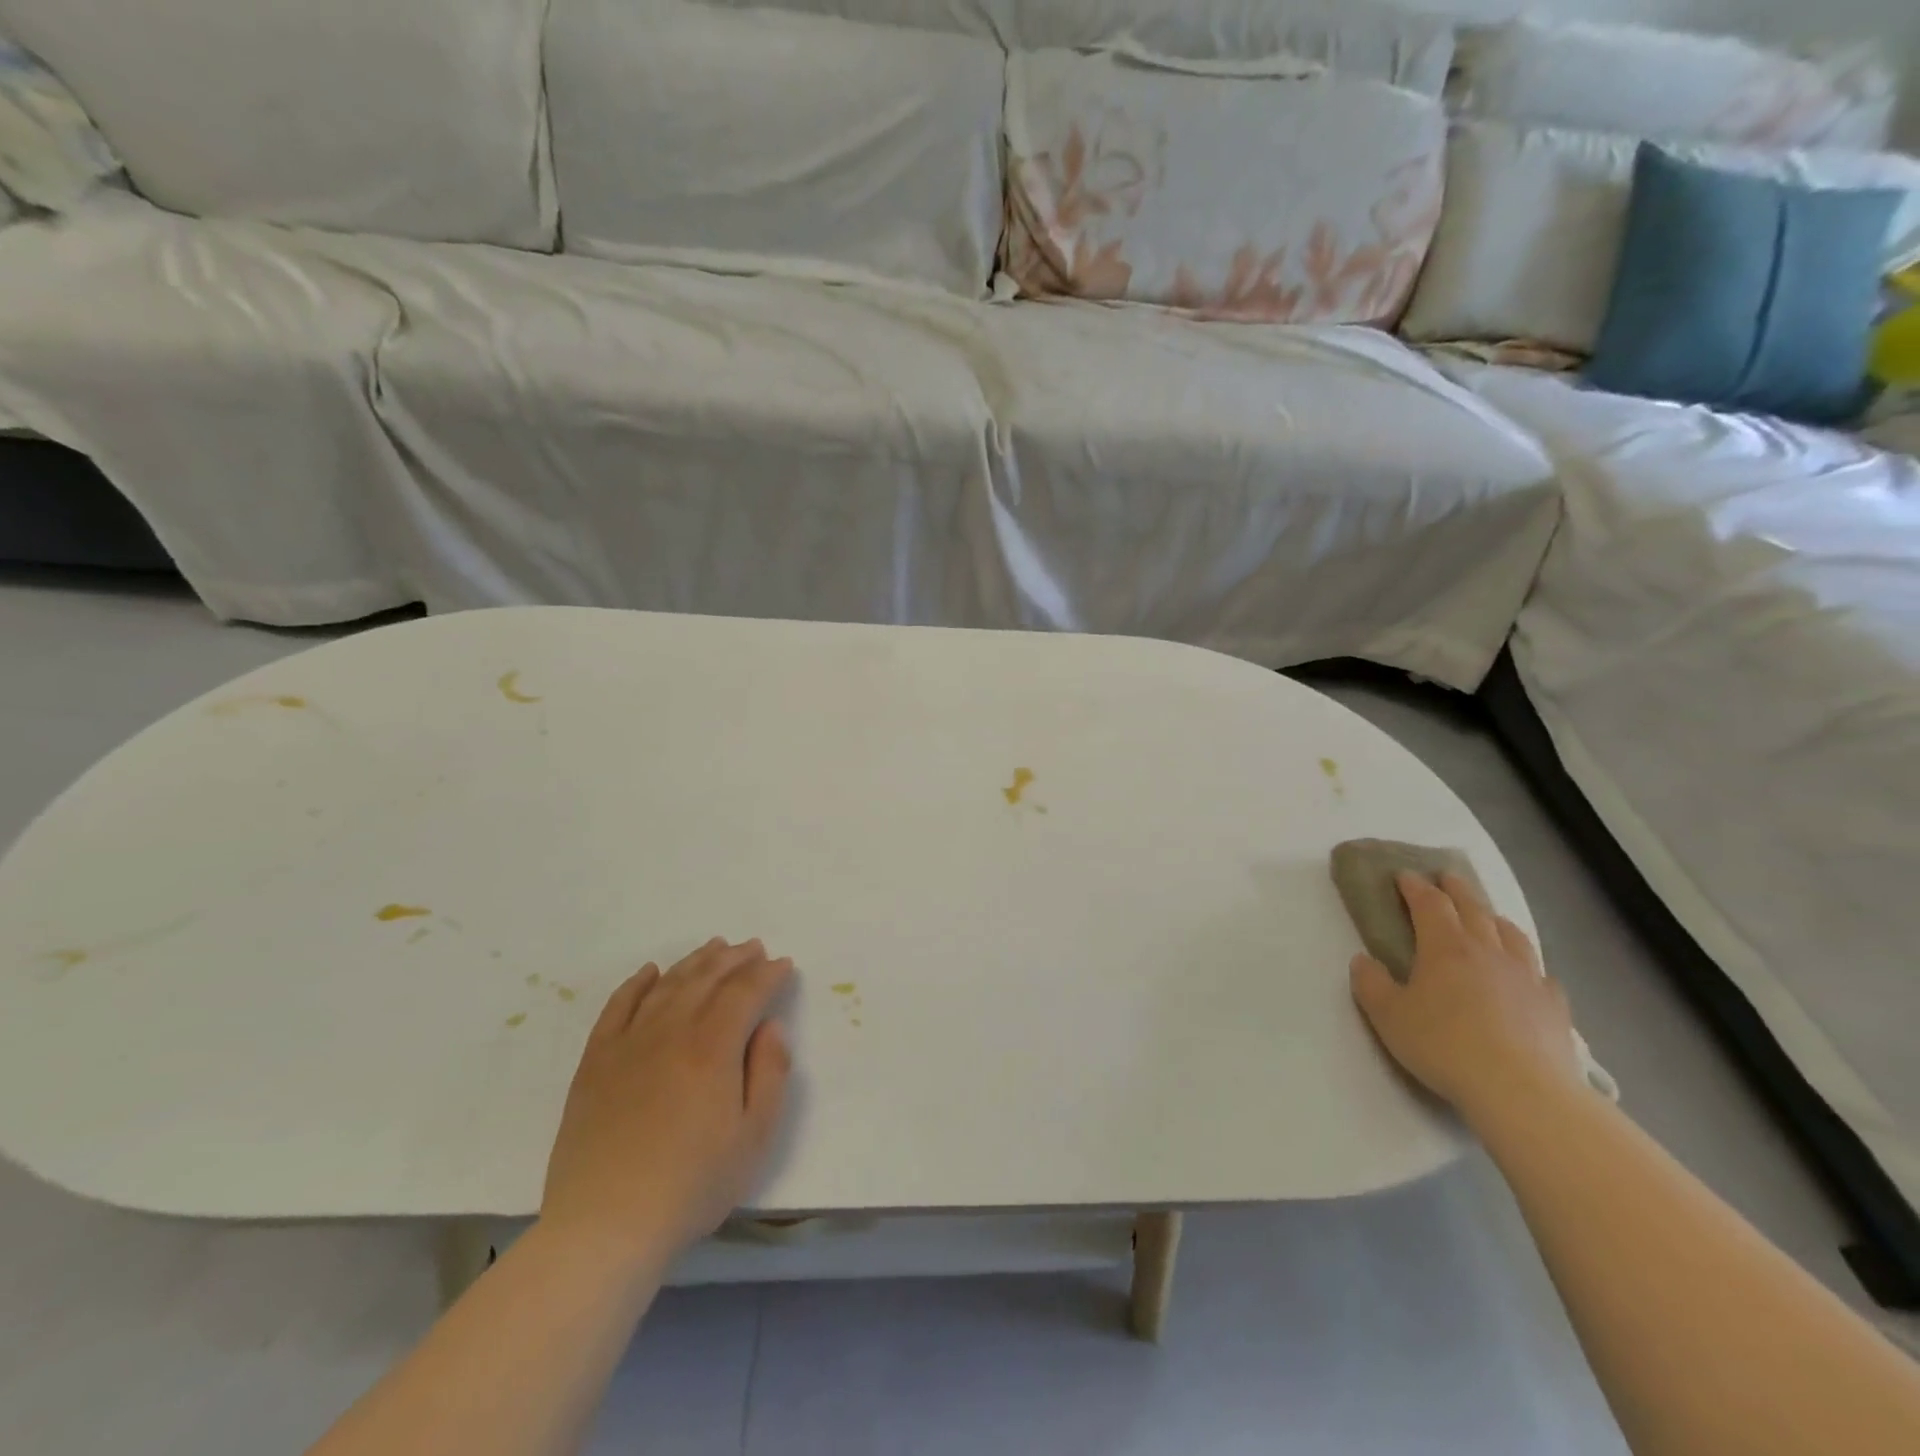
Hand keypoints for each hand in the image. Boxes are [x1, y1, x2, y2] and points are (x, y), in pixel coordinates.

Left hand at [541, 938, 793, 1267]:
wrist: (604, 1226)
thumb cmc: (691, 1185)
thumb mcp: (754, 1138)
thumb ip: (770, 1074)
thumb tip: (770, 1027)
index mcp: (712, 1048)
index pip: (745, 992)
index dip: (767, 974)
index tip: (783, 965)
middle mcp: (671, 1031)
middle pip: (706, 979)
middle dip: (735, 959)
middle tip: (753, 947)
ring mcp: (628, 1043)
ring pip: (667, 985)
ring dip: (694, 962)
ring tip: (714, 947)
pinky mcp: (595, 1061)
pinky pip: (617, 1007)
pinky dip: (636, 983)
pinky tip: (650, 972)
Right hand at [1349, 872, 1584, 1118]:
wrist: (1522, 1091)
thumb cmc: (1444, 1047)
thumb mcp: (1388, 1016)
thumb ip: (1370, 983)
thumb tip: (1364, 960)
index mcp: (1445, 948)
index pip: (1429, 904)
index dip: (1415, 887)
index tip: (1404, 876)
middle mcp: (1488, 952)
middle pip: (1473, 908)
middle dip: (1456, 890)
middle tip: (1446, 877)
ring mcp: (1527, 977)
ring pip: (1511, 934)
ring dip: (1494, 918)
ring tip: (1487, 916)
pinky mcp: (1553, 1007)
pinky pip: (1541, 974)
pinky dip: (1529, 964)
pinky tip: (1528, 973)